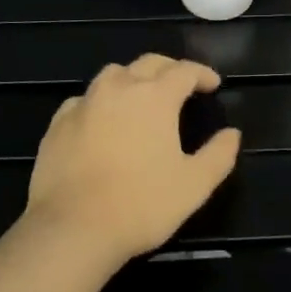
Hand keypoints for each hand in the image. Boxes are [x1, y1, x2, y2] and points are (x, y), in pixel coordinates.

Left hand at [24, 54, 240, 270]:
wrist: (72, 228)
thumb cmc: (141, 204)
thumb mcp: (194, 186)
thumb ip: (218, 155)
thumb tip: (232, 134)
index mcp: (155, 96)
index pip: (184, 70)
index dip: (202, 74)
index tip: (213, 85)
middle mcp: (119, 87)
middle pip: (149, 63)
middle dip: (170, 69)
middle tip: (182, 84)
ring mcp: (85, 102)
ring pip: (113, 74)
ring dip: (133, 78)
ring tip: (141, 97)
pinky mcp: (58, 123)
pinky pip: (84, 99)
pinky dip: (100, 102)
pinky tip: (102, 120)